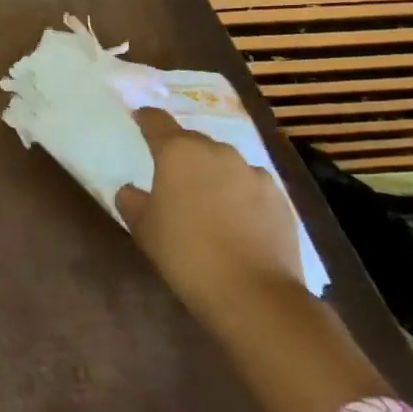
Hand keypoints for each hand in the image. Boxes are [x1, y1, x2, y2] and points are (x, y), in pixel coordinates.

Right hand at [112, 105, 303, 316]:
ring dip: (211, 173)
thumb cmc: (185, 253)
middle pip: (193, 141)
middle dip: (180, 152)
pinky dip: (238, 194)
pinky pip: (250, 186)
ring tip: (204, 199)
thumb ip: (132, 201)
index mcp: (178, 152)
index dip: (145, 118)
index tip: (138, 118)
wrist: (253, 293)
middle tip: (169, 174)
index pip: (156, 121)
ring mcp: (254, 174)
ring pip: (224, 164)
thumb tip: (132, 190)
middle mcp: (218, 152)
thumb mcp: (143, 228)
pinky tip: (234, 220)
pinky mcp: (280, 199)